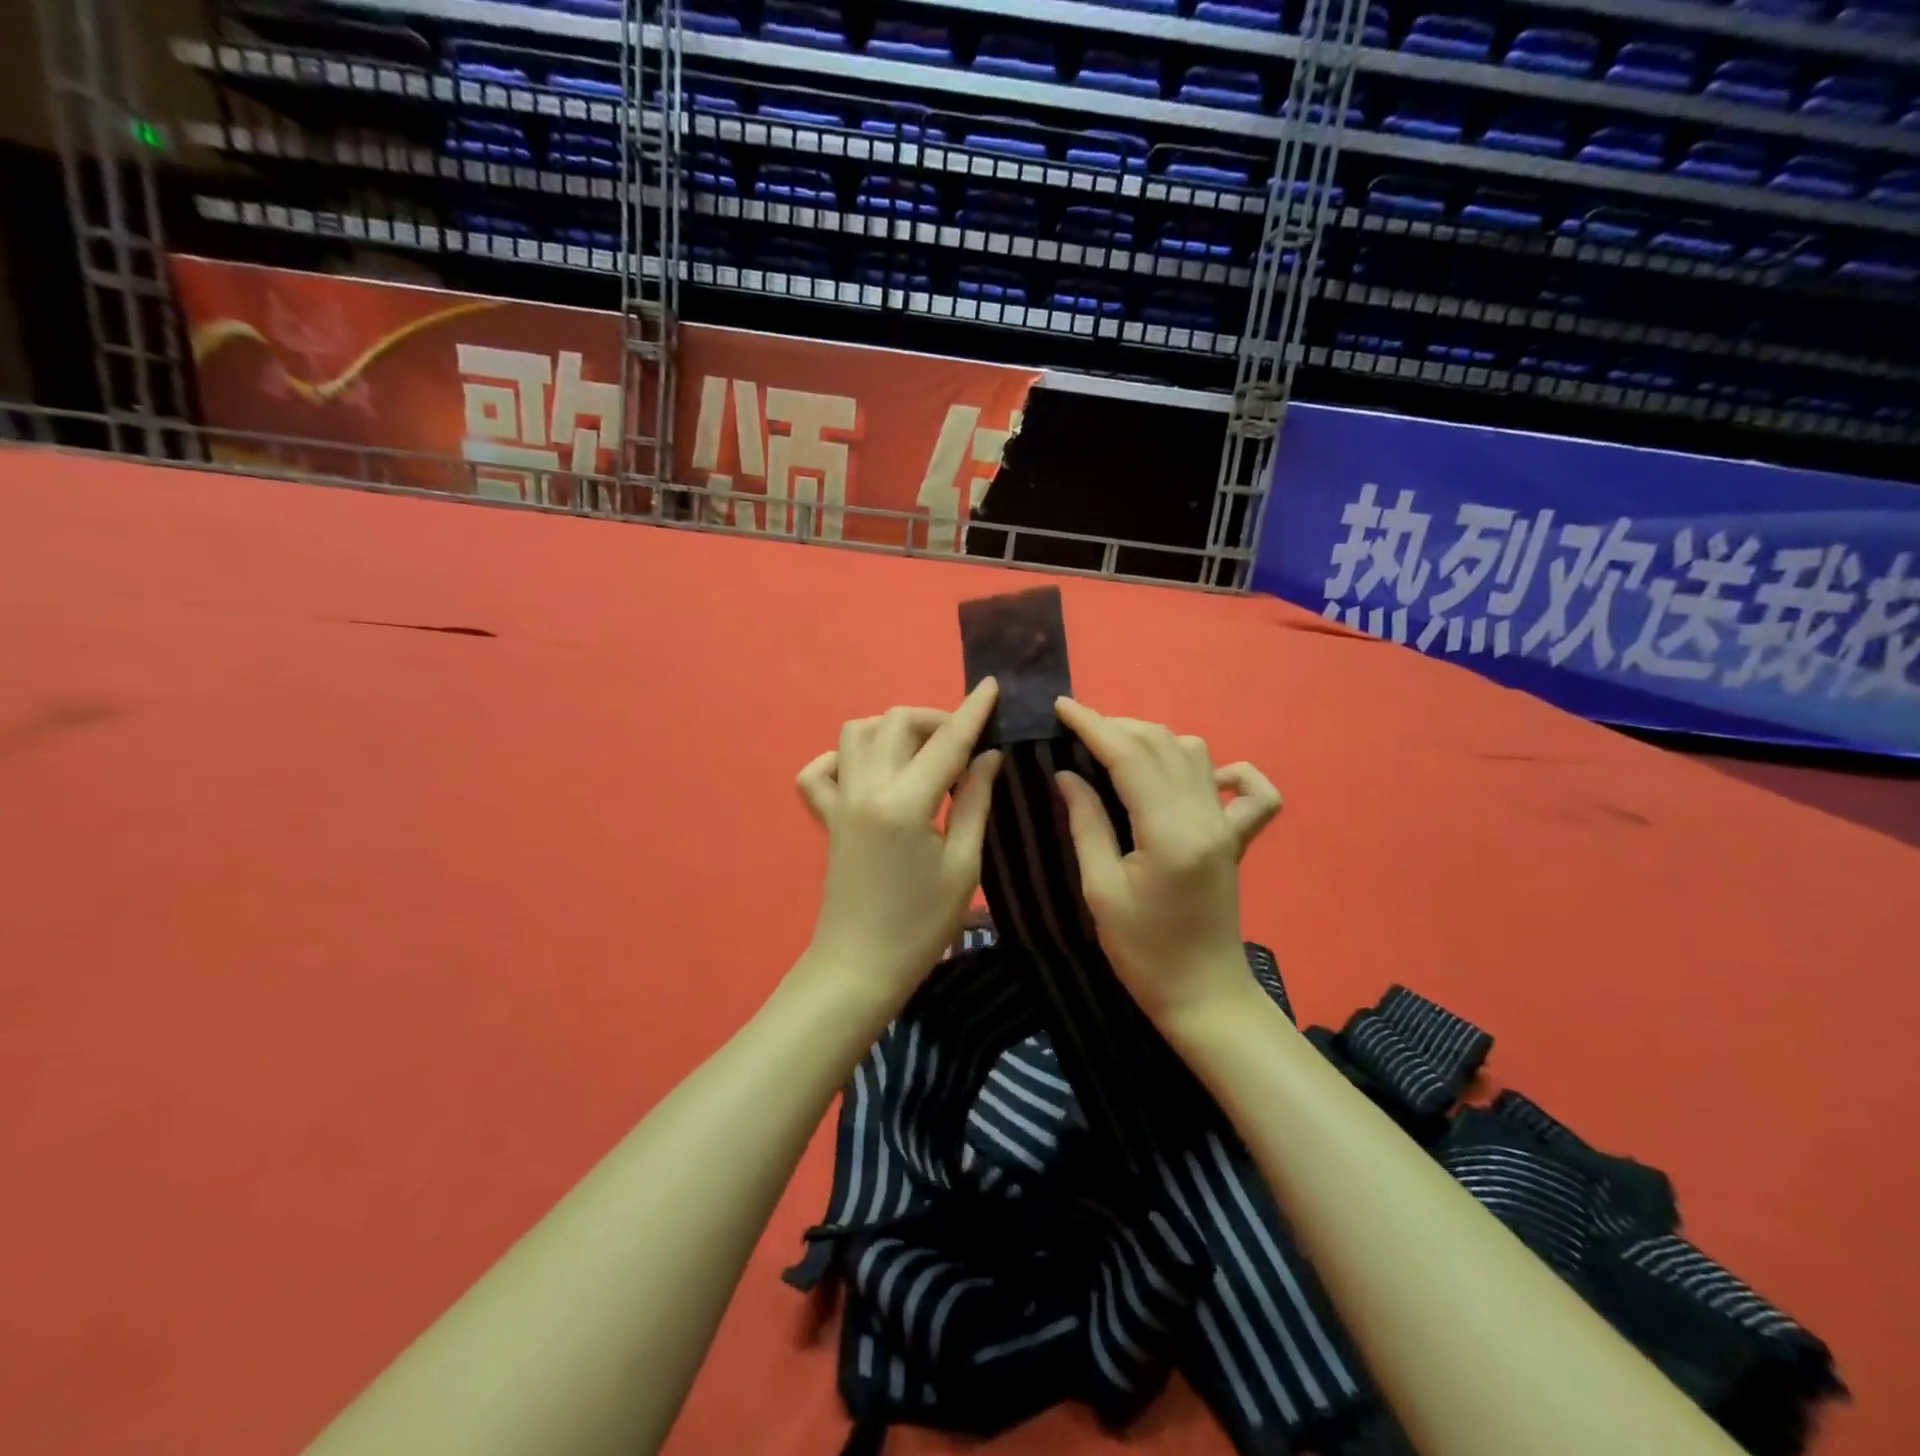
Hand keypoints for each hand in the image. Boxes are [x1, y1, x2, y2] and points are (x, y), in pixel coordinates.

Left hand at [793, 681, 1003, 1010]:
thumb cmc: (922, 924)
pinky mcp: (825, 816)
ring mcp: (839, 799)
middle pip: (897, 723)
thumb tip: (989, 755)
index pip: (947, 742)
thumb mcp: (964, 865)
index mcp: (905, 802)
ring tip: (922, 754)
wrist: (861, 965)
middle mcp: (866, 788)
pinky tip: (870, 773)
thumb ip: (975, 801)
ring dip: (893, 729)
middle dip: (936, 719)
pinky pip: (820, 769)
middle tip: (965, 744)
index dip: (974, 711)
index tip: (993, 686)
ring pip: (857, 732)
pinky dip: (843, 758)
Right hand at [1053, 698, 1281, 1027]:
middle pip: (1162, 745)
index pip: (1129, 757)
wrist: (1202, 995)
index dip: (1092, 726)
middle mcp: (1205, 817)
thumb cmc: (1142, 951)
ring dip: (1154, 741)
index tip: (1061, 707)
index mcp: (1169, 831)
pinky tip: (1199, 776)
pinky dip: (1226, 770)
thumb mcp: (1100, 889)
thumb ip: (1086, 823)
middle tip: (1077, 732)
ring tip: (1116, 749)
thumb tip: (1066, 773)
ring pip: (1196, 754)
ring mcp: (1228, 825)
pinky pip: (1250, 790)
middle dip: (1117, 726)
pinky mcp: (1237, 839)